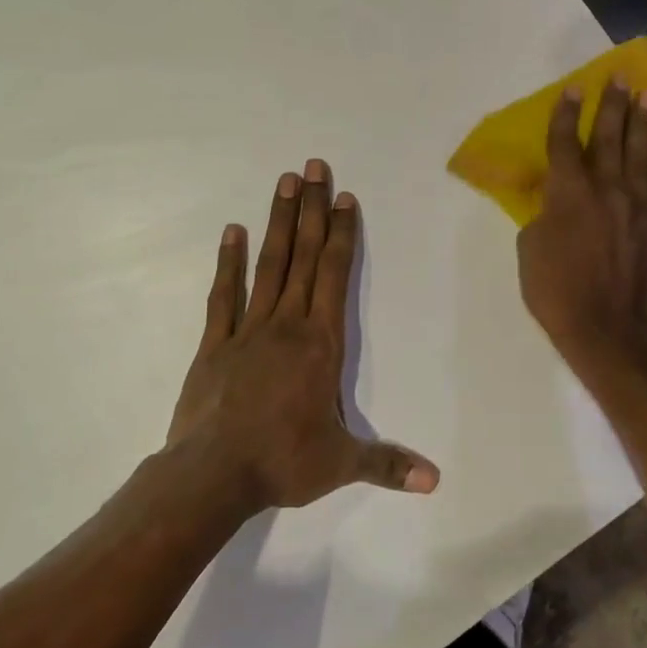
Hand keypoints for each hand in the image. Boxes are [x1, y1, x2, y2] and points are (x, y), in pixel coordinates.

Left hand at [167, 159, 439, 512]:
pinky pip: (224, 295)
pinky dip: (229, 262)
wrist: (211, 476)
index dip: (341, 233)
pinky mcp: (216, 343)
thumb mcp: (341, 464)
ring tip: (283, 182)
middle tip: (313, 166)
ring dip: (278, 221)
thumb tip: (435, 480)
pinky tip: (232, 231)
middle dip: (311, 209)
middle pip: (303, 255)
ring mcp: (248, 329)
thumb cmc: (283, 462)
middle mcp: (288, 323)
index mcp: (321, 342)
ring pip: (269, 264)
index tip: (344, 197)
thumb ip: (388, 464)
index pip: (334, 274)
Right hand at [517, 79, 646, 370]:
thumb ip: (543, 216)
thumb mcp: (530, 251)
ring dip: (642, 123)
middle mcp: (606, 189)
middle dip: (612, 104)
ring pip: (640, 154)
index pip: (565, 143)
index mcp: (568, 193)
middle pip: (609, 137)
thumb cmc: (558, 293)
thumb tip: (554, 203)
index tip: (574, 88)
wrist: (611, 332)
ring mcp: (637, 206)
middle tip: (620, 77)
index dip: (567, 114)